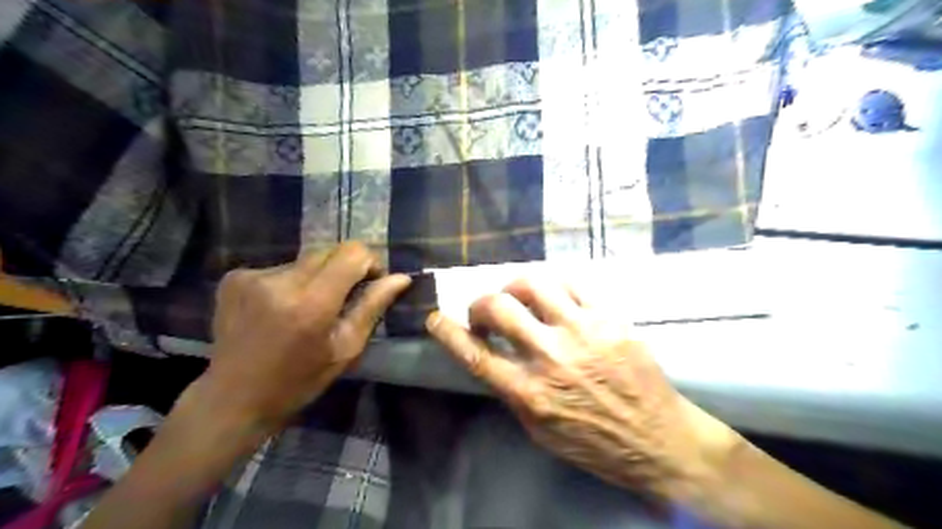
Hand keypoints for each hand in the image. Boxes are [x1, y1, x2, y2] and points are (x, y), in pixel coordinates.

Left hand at [188, 244, 413, 438]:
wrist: (233, 398)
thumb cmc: (299, 381)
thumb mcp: (346, 349)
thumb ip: (373, 307)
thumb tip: (401, 278)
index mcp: (312, 303)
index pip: (352, 253)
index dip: (369, 262)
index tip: (370, 283)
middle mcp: (280, 281)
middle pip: (329, 251)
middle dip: (344, 269)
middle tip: (343, 298)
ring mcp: (253, 276)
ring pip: (306, 260)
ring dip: (317, 277)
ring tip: (307, 309)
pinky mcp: (235, 276)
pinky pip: (281, 267)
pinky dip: (291, 282)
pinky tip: (282, 309)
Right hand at [427, 280, 744, 498]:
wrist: (657, 439)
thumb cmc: (593, 442)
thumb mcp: (539, 429)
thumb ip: (512, 389)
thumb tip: (492, 355)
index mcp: (529, 393)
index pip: (474, 354)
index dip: (447, 331)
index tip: (435, 317)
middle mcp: (551, 357)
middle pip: (499, 309)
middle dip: (480, 304)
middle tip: (485, 311)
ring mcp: (583, 332)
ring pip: (534, 284)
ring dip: (515, 286)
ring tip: (518, 295)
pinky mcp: (610, 319)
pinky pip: (572, 283)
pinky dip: (553, 285)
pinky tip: (553, 295)